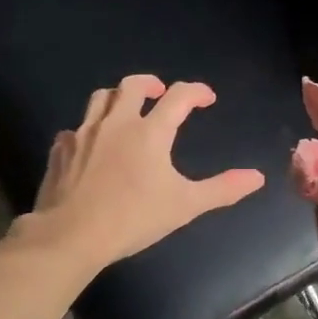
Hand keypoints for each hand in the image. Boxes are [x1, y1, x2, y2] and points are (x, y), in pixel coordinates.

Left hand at [20, 75, 265, 269]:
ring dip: (117, 97)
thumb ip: (222, 189)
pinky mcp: (60, 150)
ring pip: (100, 98)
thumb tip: (257, 177)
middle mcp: (116, 123)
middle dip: (150, 83)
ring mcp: (84, 133)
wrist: (71, 235)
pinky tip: (91, 145)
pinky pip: (75, 129)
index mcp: (149, 132)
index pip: (178, 97)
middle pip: (132, 85)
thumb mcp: (185, 206)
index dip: (196, 91)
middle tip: (160, 92)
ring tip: (126, 109)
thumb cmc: (133, 219)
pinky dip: (88, 129)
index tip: (207, 98)